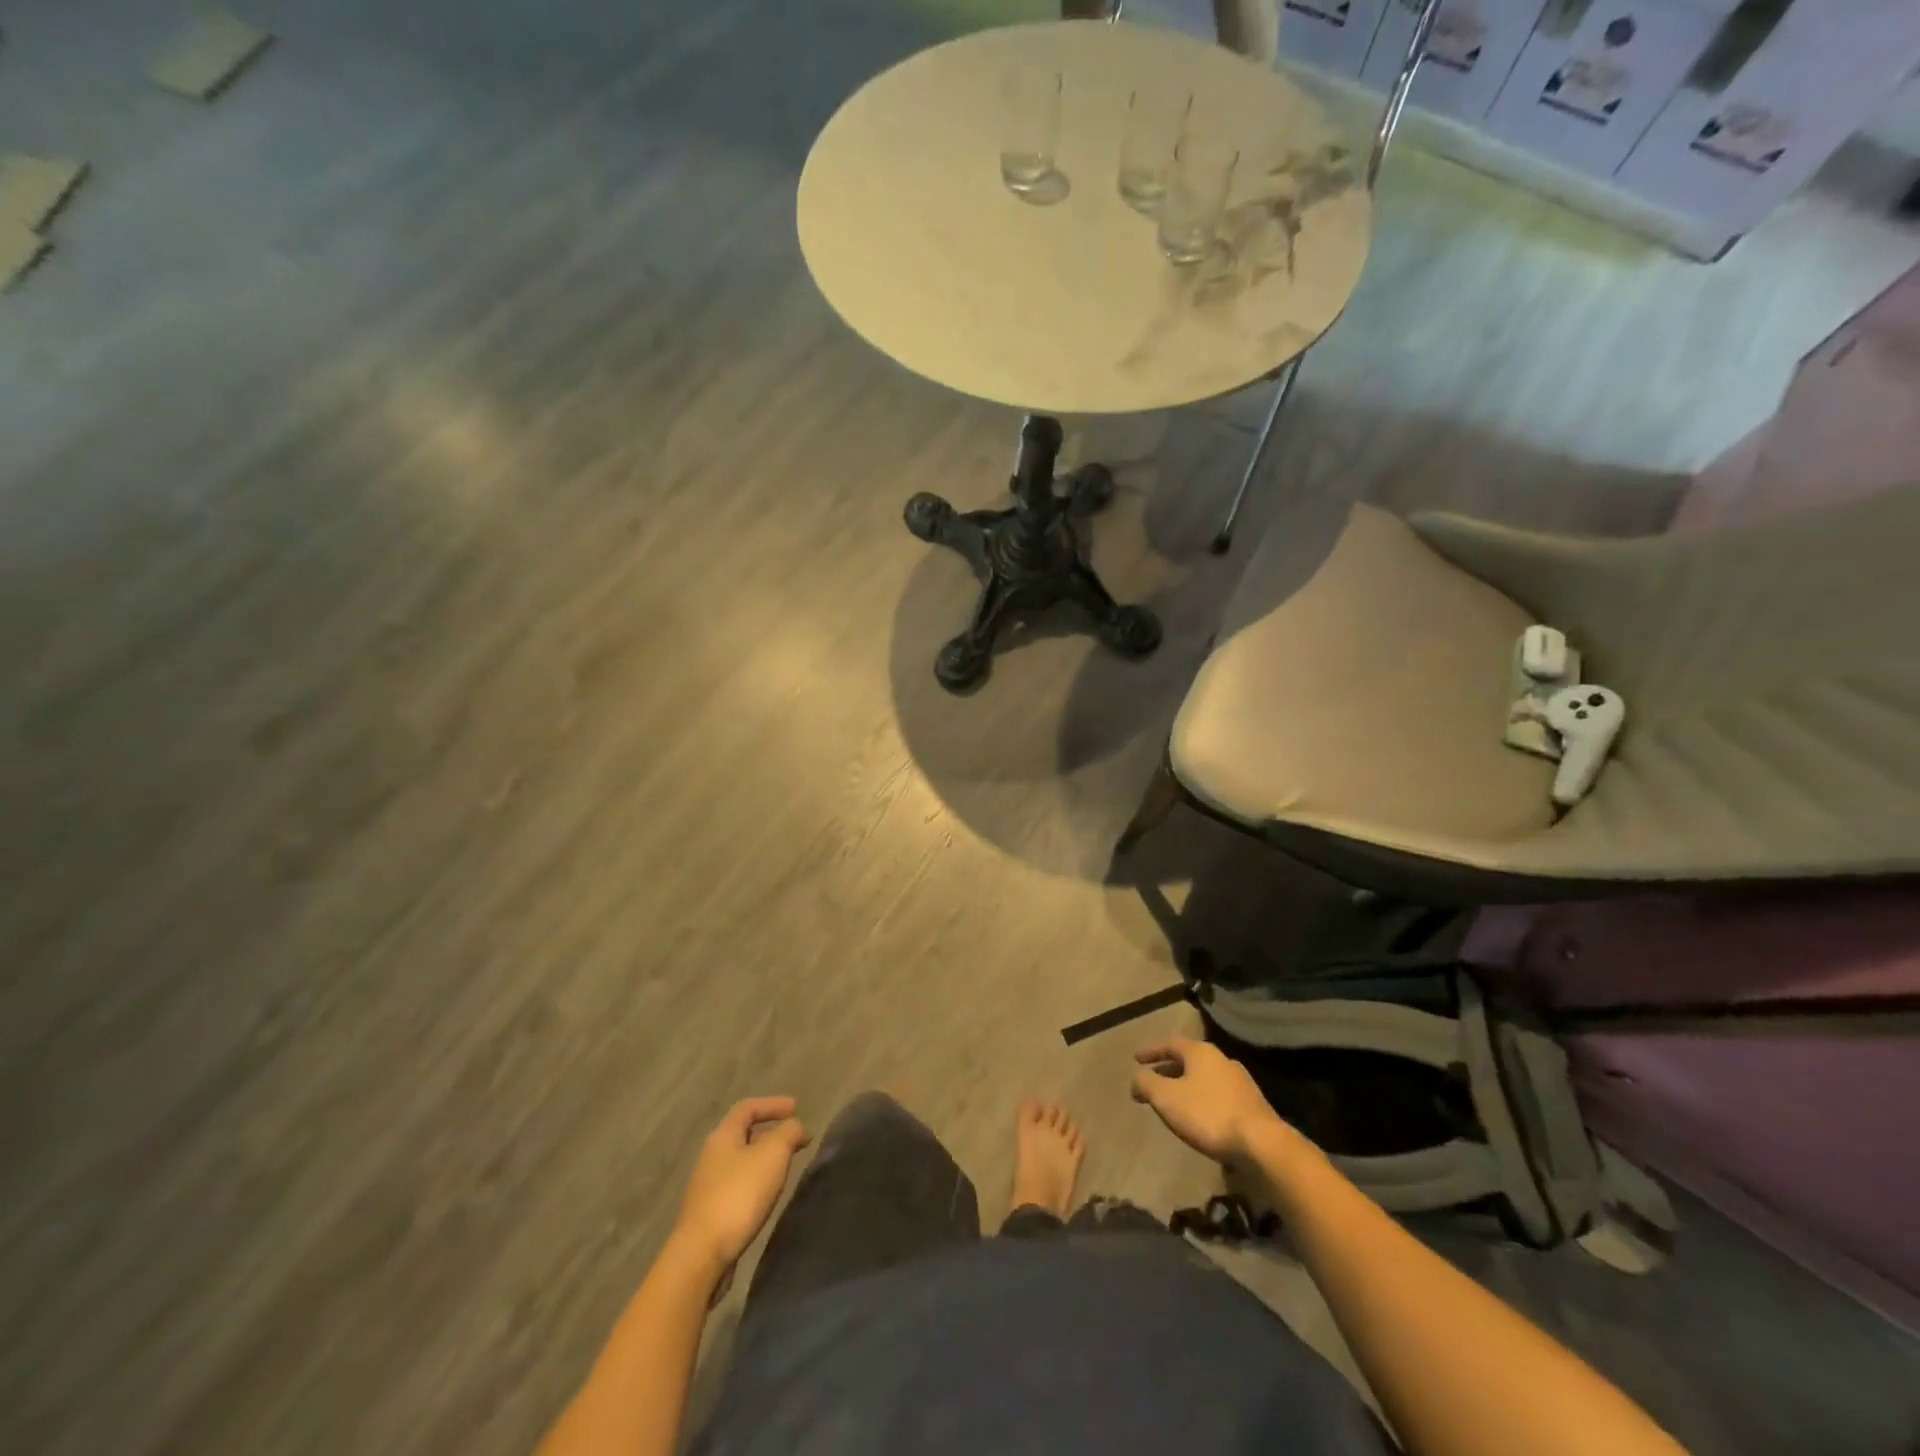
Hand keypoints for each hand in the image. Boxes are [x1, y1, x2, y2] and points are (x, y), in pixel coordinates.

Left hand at [671, 1097, 810, 1274]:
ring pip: (741, 1160)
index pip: (748, 1107)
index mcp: (723, 1136)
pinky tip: (767, 1194)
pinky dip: (757, 1180)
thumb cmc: (739, 1195)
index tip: (796, 1108)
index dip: (773, 1104)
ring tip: (786, 1166)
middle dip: (771, 1132)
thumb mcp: (773, 1154)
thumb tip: (797, 1126)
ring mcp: (708, 1185)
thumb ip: (789, 1132)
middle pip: (743, 1133)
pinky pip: (738, 1184)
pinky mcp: (710, 1211)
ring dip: (765, 1158)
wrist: (701, 1255)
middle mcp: (712, 1155)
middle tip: (795, 1139)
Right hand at [1131, 1037, 1290, 1165]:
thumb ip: (1146, 1083)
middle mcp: (1222, 1060)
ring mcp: (1240, 1082)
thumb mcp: (1166, 1098)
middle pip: (1189, 1060)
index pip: (1170, 1043)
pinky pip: (1218, 1094)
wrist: (1261, 1143)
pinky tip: (1199, 1117)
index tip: (1136, 1059)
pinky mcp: (1252, 1104)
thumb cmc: (1208, 1114)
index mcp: (1200, 1052)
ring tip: (1174, 1101)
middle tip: (1153, 1081)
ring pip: (1204, 1078)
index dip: (1151, 1051)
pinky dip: (1203, 1099)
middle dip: (1168, 1070)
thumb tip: (1138, 1078)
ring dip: (1186, 1086)